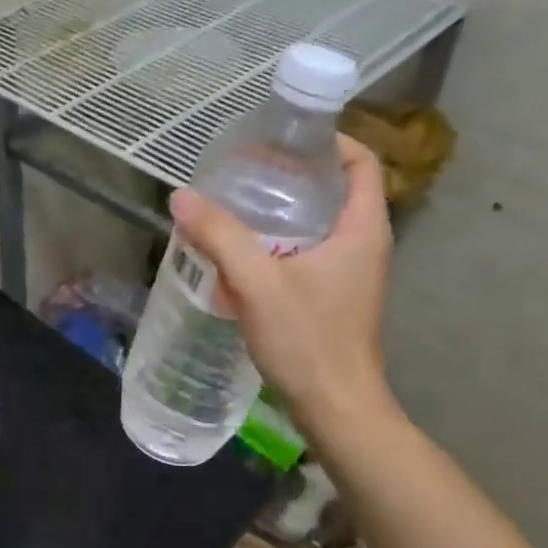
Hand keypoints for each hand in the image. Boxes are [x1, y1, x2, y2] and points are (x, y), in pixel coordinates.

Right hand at [169, 135, 399, 433]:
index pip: (361, 162)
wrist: (338, 410)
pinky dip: (281, 244)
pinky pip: (310, 254)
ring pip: (320, 225)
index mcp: (363, 229)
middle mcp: (365, 245)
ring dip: (284, 212)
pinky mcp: (336, 298)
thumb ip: (221, 236)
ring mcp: (353, 274)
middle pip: (337, 190)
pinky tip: (243, 254)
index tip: (284, 137)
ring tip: (238, 205)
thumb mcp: (259, 283)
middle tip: (247, 170)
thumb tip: (181, 196)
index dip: (329, 141)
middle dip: (294, 175)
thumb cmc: (309, 340)